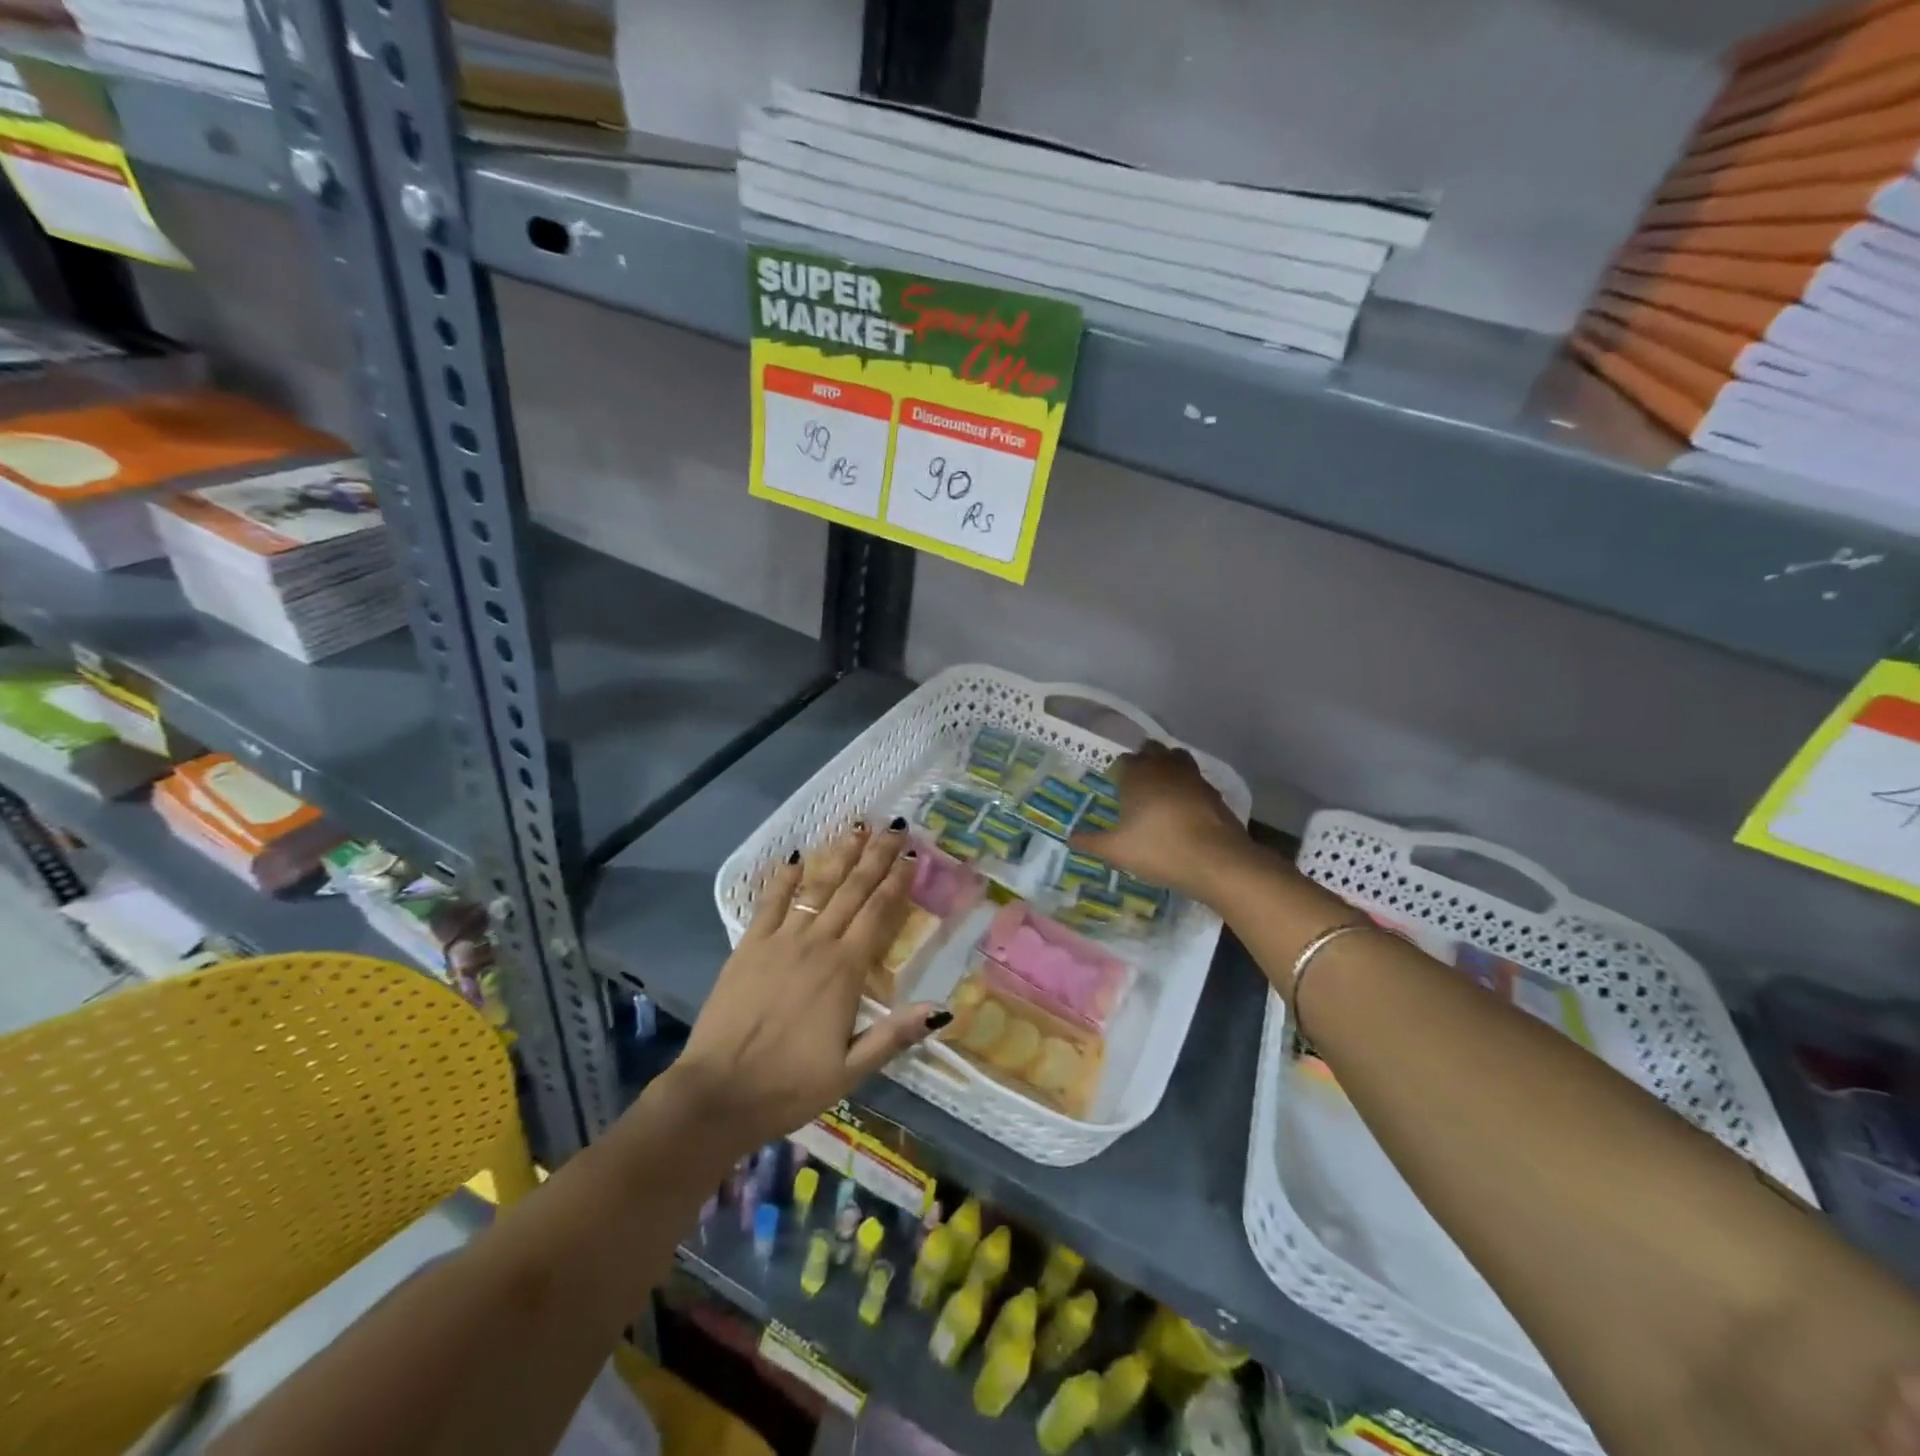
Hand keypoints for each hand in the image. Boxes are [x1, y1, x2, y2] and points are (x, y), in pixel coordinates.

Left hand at [666, 820, 945, 1152]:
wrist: (718, 1094)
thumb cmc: (789, 1086)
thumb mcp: (851, 1071)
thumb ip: (894, 1035)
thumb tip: (942, 1009)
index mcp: (844, 972)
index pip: (878, 915)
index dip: (896, 883)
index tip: (911, 855)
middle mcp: (816, 946)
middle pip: (852, 891)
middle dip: (875, 857)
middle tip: (894, 827)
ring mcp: (779, 942)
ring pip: (816, 889)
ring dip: (838, 857)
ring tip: (856, 828)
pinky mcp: (748, 947)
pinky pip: (769, 904)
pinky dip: (783, 879)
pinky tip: (794, 857)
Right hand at [1071, 741, 1248, 901]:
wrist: (1217, 861)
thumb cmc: (1160, 850)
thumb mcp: (1117, 852)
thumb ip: (1091, 842)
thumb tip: (1069, 838)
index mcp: (1137, 775)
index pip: (1123, 761)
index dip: (1118, 772)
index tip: (1115, 787)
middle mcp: (1164, 767)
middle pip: (1151, 750)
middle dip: (1143, 760)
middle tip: (1136, 784)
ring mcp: (1193, 777)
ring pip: (1177, 758)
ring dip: (1167, 766)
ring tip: (1160, 789)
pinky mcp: (1213, 792)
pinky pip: (1195, 779)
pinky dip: (1187, 786)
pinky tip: (1184, 807)